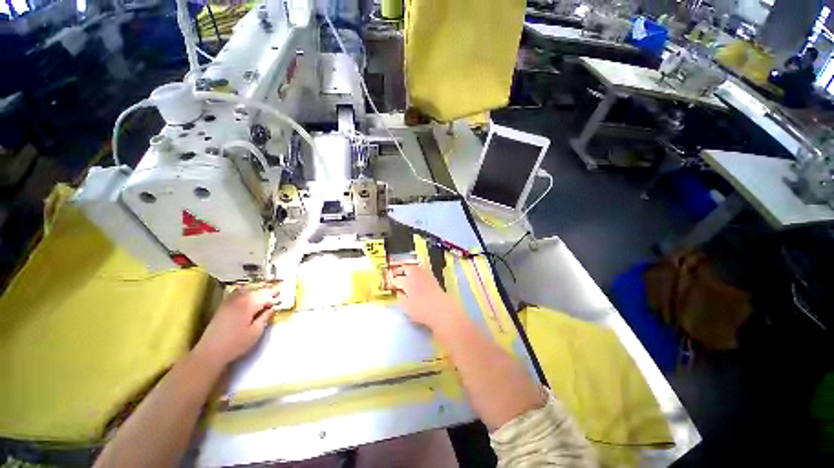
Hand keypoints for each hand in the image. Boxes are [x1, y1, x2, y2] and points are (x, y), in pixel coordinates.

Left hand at [193, 287, 279, 368]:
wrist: (210, 352)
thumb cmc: (236, 343)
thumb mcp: (256, 332)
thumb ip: (265, 317)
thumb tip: (271, 308)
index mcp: (249, 304)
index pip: (265, 294)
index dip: (274, 294)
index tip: (281, 295)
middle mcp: (239, 299)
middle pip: (256, 291)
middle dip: (266, 292)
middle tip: (275, 295)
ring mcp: (229, 301)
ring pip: (246, 291)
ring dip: (256, 291)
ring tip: (263, 295)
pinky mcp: (223, 306)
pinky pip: (237, 293)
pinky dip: (245, 292)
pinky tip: (248, 295)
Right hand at [386, 264, 461, 330]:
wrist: (441, 309)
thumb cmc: (421, 309)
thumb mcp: (406, 306)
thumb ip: (400, 297)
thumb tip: (398, 291)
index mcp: (406, 281)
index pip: (395, 279)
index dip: (390, 281)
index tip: (388, 282)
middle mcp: (415, 274)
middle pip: (405, 268)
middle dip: (398, 271)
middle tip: (394, 275)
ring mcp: (425, 274)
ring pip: (414, 268)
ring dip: (407, 269)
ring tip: (404, 274)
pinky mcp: (432, 277)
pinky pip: (421, 270)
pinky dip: (416, 271)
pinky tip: (415, 277)